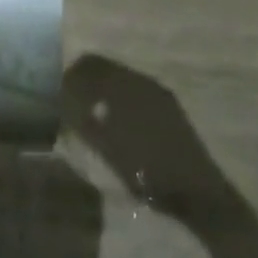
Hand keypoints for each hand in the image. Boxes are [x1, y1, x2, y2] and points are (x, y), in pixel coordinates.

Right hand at [62, 55, 234, 224]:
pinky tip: (114, 119)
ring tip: (89, 111)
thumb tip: (63, 105)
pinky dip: (119, 97)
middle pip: (107, 68)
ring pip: (121, 79)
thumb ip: (85, 124)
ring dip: (103, 88)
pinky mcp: (168, 106)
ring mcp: (158, 92)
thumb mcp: (110, 151)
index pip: (92, 65)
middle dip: (86, 80)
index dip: (72, 74)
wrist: (199, 192)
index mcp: (127, 86)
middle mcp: (143, 81)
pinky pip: (135, 90)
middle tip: (70, 100)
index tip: (58, 90)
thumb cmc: (150, 173)